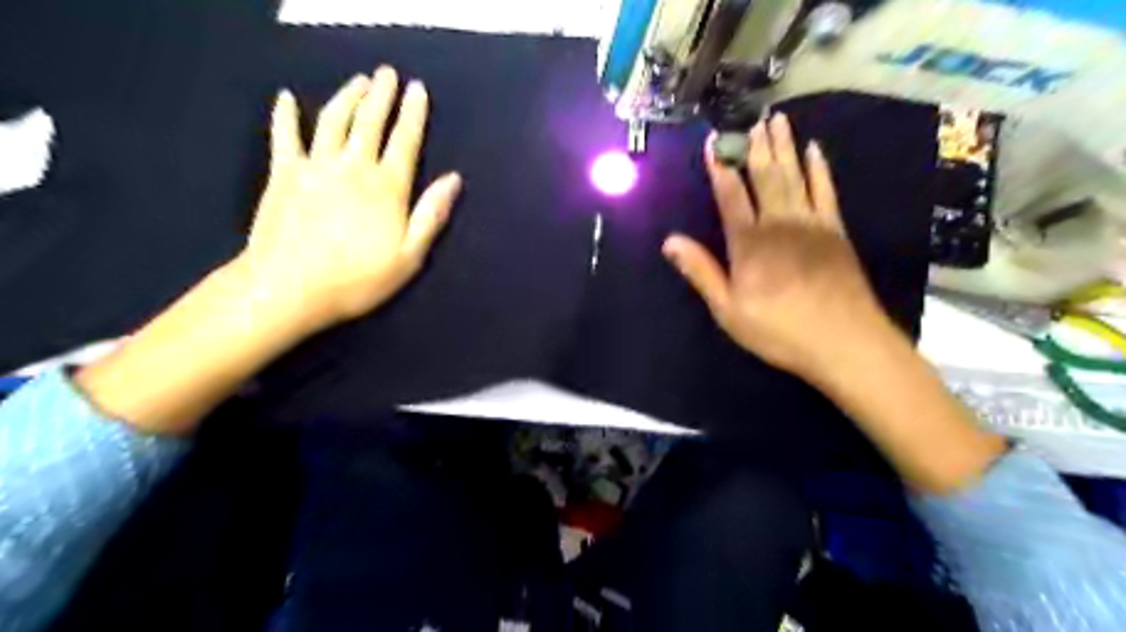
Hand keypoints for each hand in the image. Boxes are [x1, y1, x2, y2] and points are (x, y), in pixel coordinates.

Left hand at [236, 67, 464, 336]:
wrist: (289, 287)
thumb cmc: (357, 279)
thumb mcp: (409, 256)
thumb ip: (431, 215)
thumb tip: (452, 180)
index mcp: (387, 188)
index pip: (405, 141)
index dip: (413, 114)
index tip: (418, 89)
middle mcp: (353, 167)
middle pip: (370, 122)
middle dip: (382, 95)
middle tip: (388, 72)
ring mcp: (315, 166)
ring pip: (333, 121)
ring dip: (347, 96)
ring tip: (358, 80)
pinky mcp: (283, 174)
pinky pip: (284, 136)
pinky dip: (285, 115)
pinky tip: (286, 97)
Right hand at [661, 114, 894, 379]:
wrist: (844, 341)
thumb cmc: (779, 329)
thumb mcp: (728, 309)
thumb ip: (701, 271)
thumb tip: (670, 241)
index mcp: (749, 242)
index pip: (730, 195)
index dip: (720, 168)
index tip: (714, 142)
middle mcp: (779, 223)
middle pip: (765, 177)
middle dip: (756, 147)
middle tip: (753, 119)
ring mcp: (811, 223)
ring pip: (795, 175)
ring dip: (785, 147)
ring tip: (778, 121)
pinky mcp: (836, 230)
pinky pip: (826, 190)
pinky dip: (820, 168)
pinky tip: (815, 150)